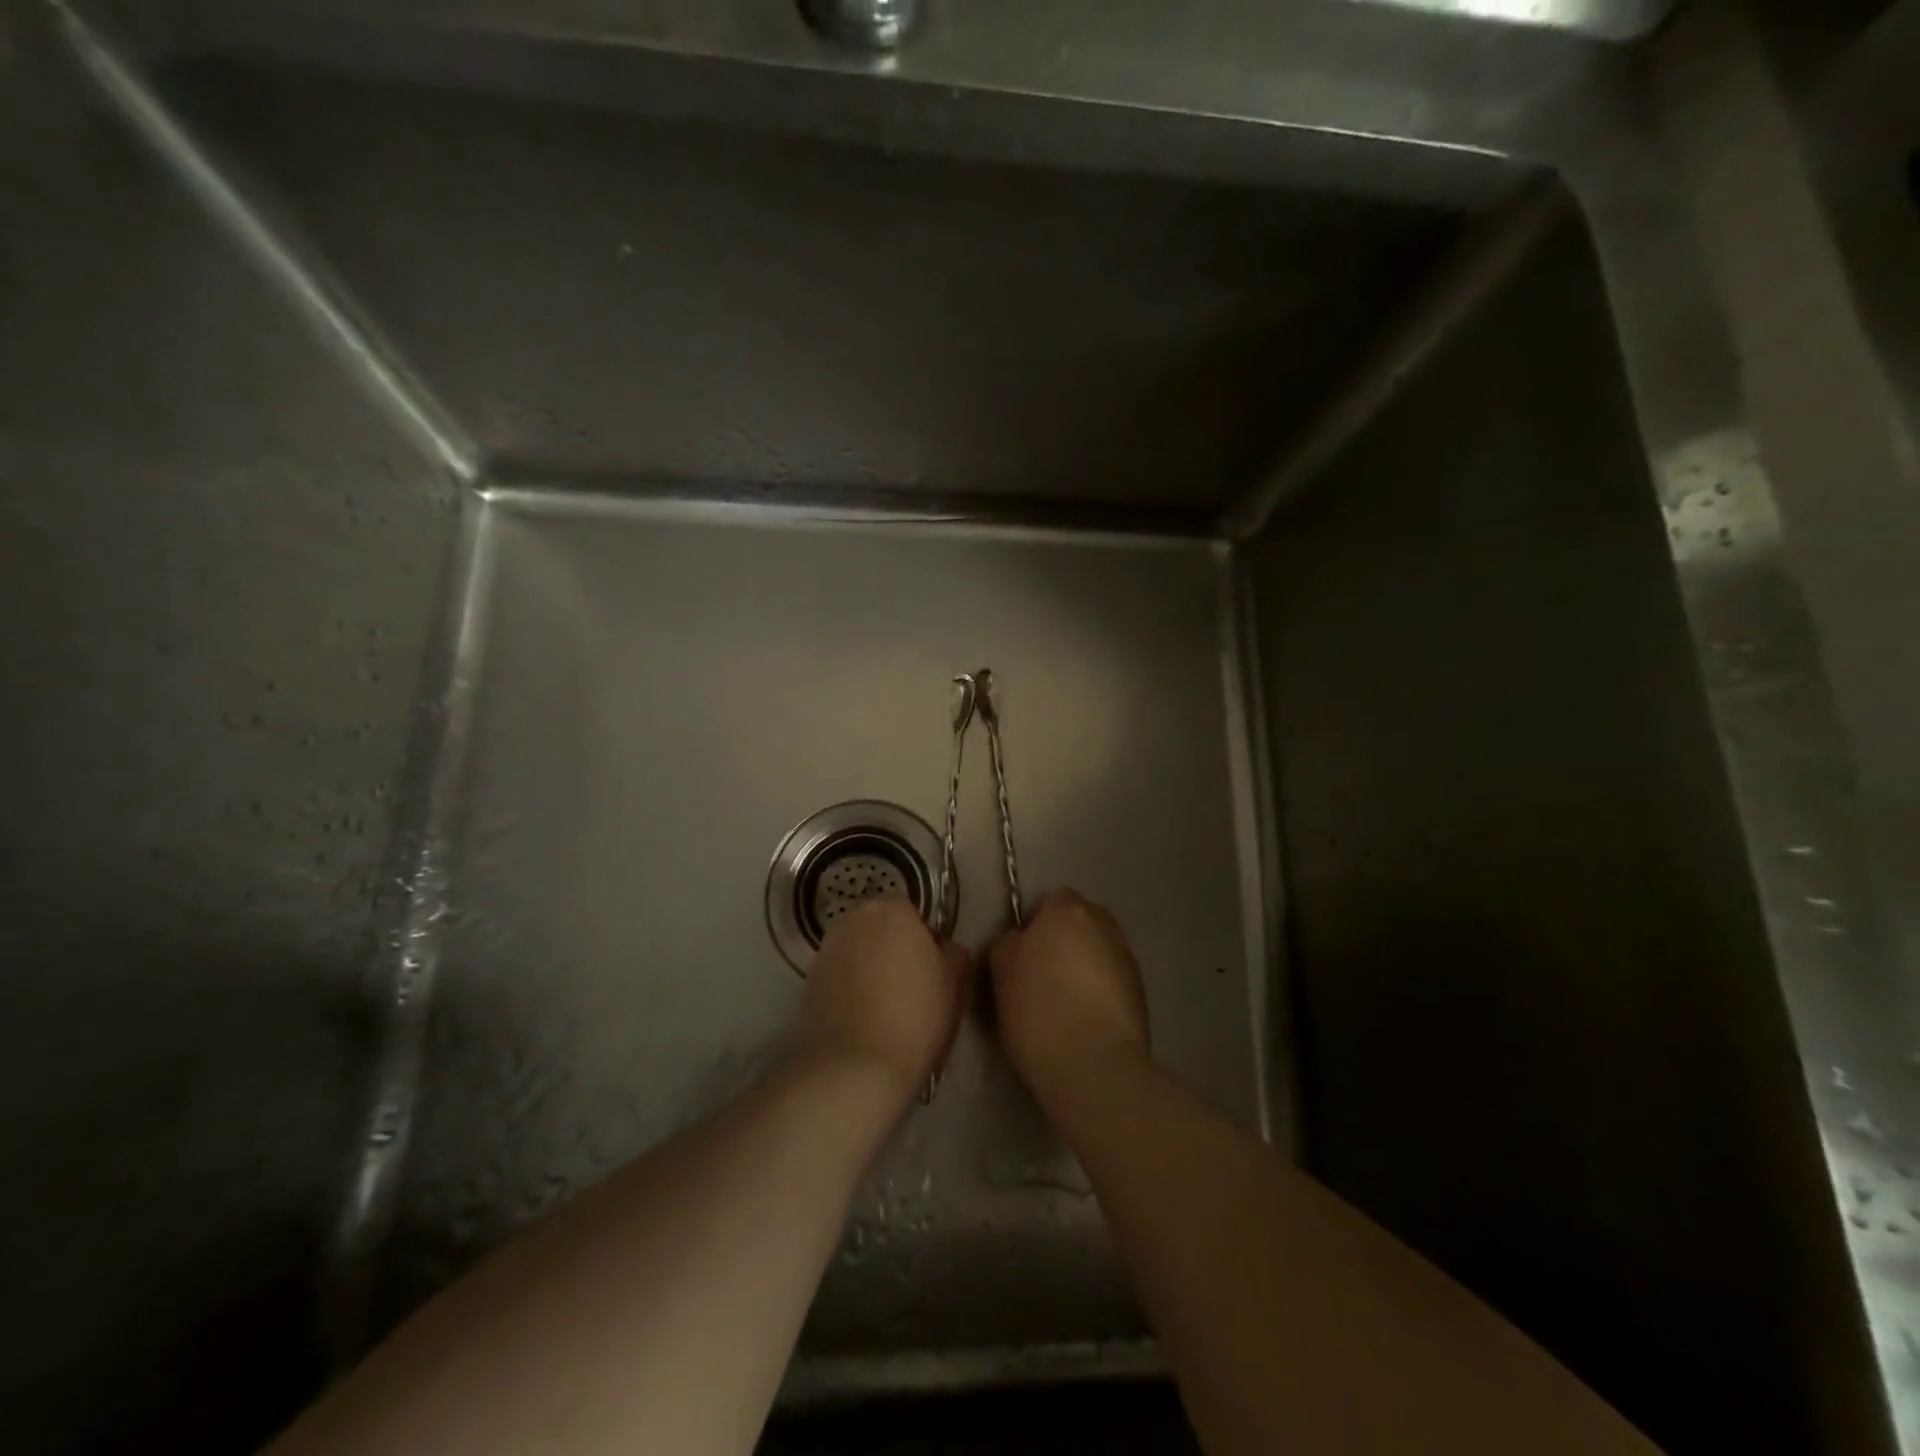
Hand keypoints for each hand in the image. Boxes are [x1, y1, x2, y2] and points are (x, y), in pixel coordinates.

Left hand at [796, 899, 970, 1105]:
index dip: (925, 940)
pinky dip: (850, 990)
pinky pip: (839, 977)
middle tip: (911, 989)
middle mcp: (854, 919)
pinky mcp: (807, 981)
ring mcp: (826, 949)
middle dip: (894, 949)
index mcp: (892, 911)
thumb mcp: (955, 983)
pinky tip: (862, 1021)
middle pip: (881, 928)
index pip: (913, 912)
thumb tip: (941, 947)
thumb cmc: (915, 1018)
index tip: (933, 971)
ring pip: (858, 952)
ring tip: (885, 1009)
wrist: (853, 1069)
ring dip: (870, 968)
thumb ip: (953, 952)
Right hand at [988, 889, 1151, 1096]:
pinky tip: (1086, 1017)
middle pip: (1080, 921)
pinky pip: (1113, 977)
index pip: (1052, 900)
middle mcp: (1103, 924)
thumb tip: (1022, 940)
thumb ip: (1010, 943)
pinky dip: (1100, 988)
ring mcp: (1126, 956)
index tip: (1024, 954)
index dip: (1037, 924)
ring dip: (1084, 963)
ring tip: (1065, 1000)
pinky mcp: (1141, 990)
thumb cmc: (1038, 1010)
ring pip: (1098, 949)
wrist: (1094, 1064)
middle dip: (1065, 939)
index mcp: (1067, 911)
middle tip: (1043, 973)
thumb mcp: (1002, 972)